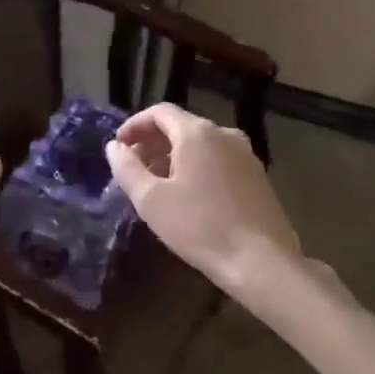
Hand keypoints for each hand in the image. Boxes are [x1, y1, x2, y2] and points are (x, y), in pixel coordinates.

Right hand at [105, 102, 301, 300]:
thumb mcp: (151, 200)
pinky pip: (218, 160)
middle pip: (181, 126)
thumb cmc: (199, 227)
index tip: (118, 147)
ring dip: (173, 156)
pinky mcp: (257, 176)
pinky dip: (196, 167)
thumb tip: (114, 147)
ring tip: (157, 184)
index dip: (134, 125)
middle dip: (152, 142)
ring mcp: (246, 154)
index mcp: (198, 133)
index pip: (160, 112)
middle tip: (133, 168)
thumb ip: (127, 168)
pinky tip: (188, 196)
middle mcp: (225, 134)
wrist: (261, 261)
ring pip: (201, 144)